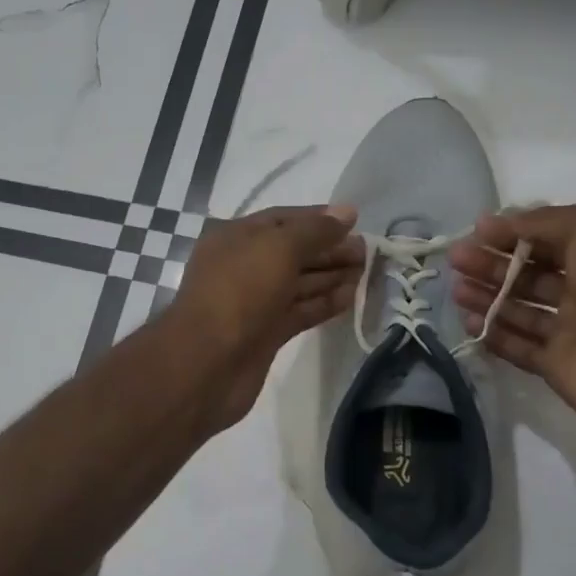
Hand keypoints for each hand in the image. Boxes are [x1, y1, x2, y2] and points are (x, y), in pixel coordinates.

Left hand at [168, 204, 362, 429]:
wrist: (207, 363)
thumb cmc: (239, 292)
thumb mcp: (278, 248)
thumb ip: (314, 230)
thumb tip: (346, 213)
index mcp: (235, 237)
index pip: (281, 219)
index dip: (318, 218)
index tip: (355, 221)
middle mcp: (243, 266)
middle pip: (293, 252)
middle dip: (329, 249)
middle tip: (368, 251)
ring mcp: (254, 302)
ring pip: (298, 283)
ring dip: (331, 275)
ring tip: (367, 271)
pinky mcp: (266, 334)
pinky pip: (300, 311)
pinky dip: (324, 303)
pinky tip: (352, 297)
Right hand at [448, 201, 575, 442]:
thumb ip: (543, 220)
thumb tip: (497, 223)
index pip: (550, 238)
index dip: (514, 232)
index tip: (477, 231)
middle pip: (530, 273)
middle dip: (492, 263)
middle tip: (456, 259)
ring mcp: (574, 330)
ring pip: (521, 309)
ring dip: (488, 296)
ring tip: (456, 289)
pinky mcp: (559, 366)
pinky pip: (520, 347)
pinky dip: (495, 334)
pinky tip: (469, 321)